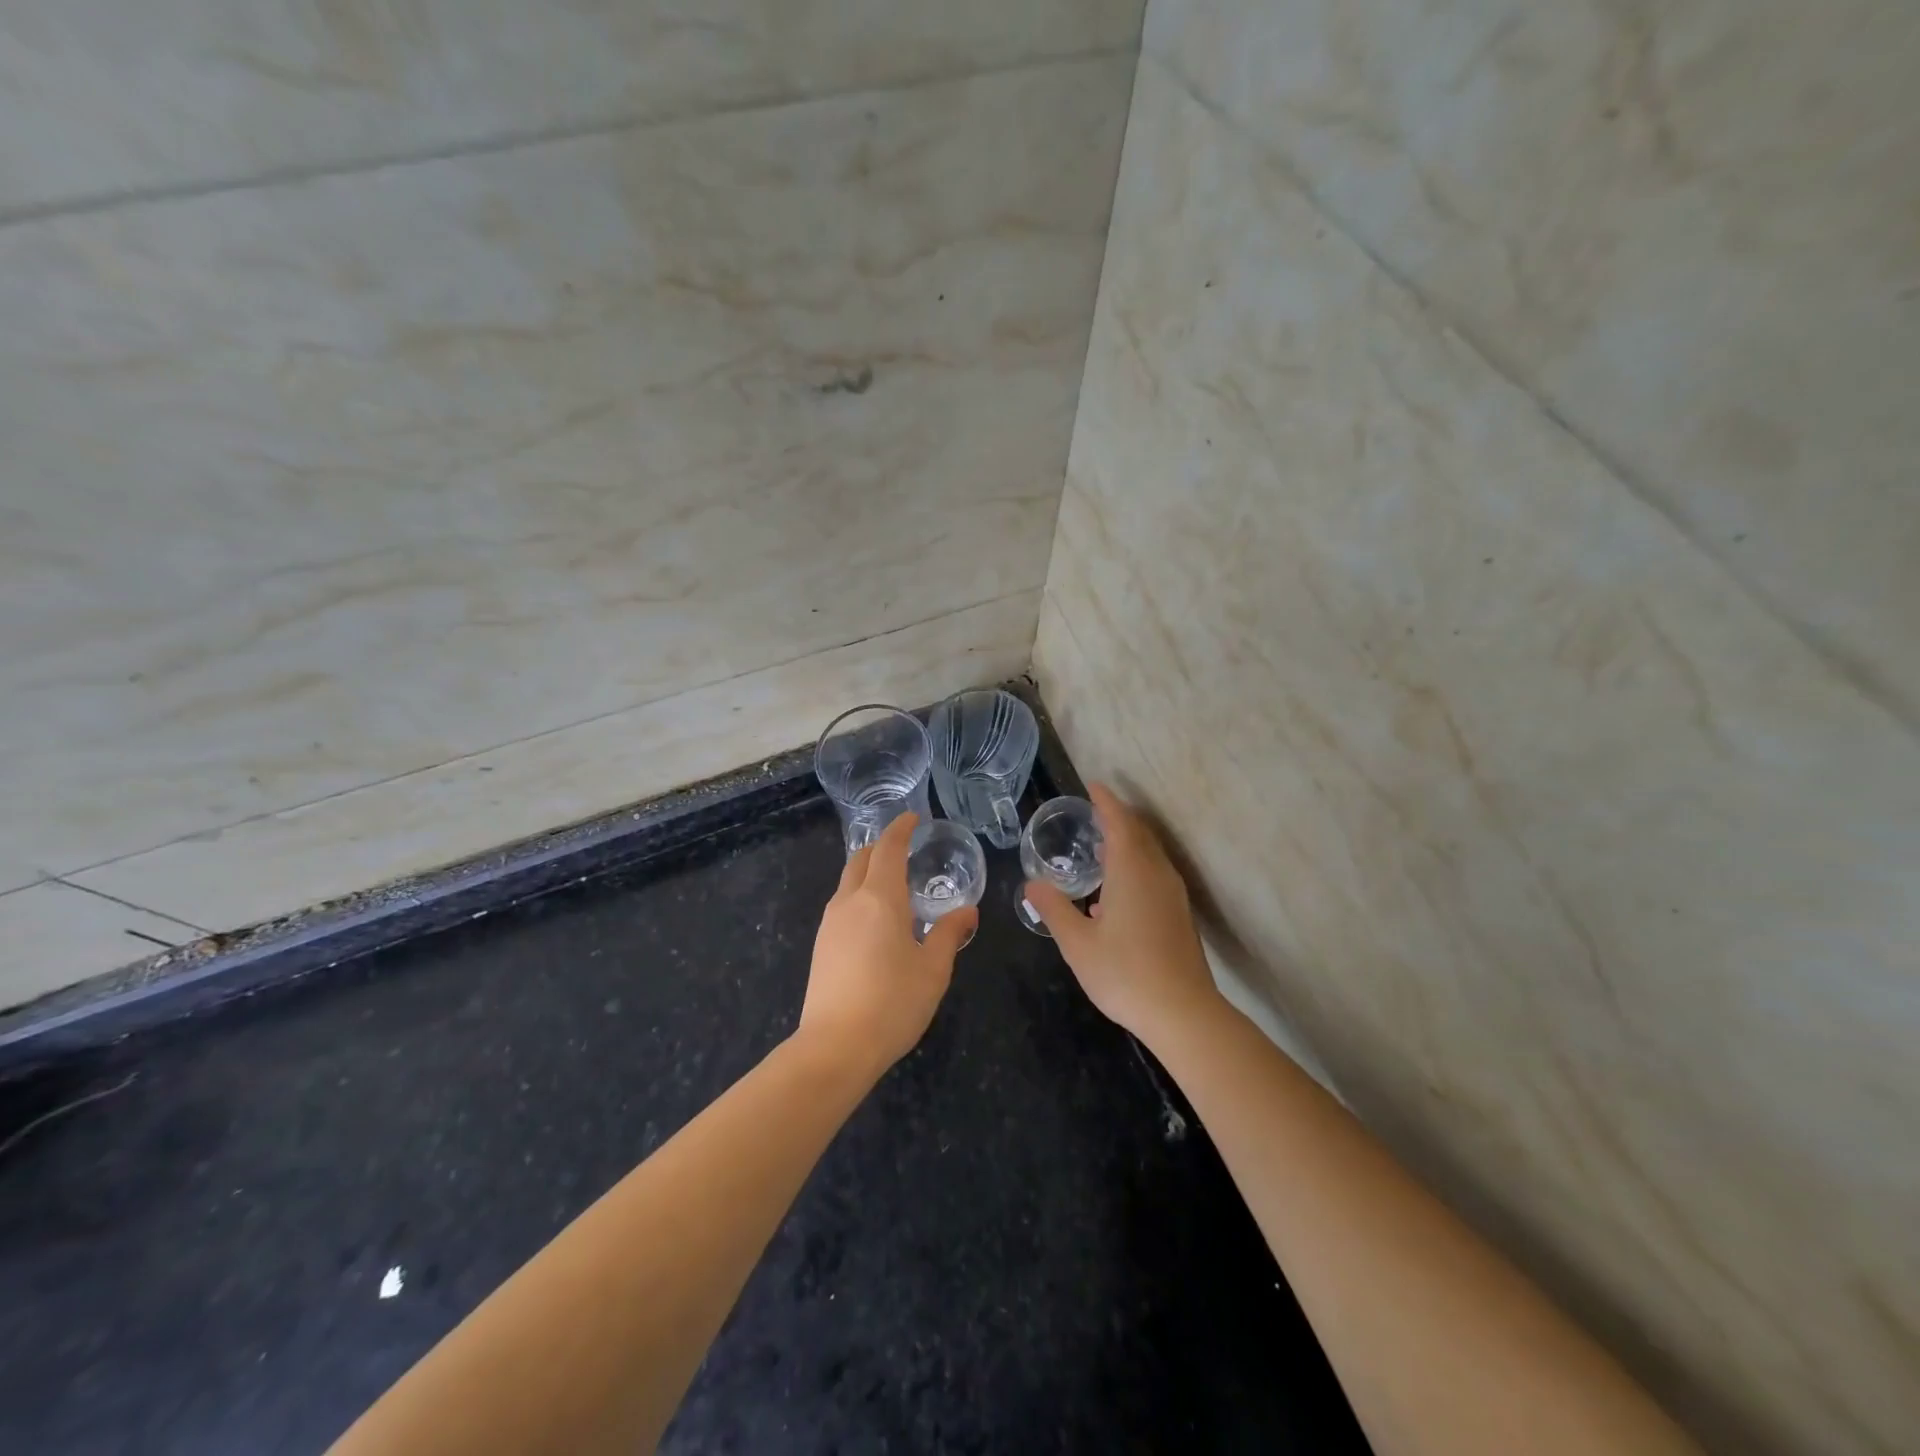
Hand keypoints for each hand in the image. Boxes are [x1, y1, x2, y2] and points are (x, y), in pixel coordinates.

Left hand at [798, 813, 973, 1077]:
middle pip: (861, 859)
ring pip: (848, 881)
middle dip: (882, 846)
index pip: (888, 848)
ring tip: (894, 885)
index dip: (900, 829)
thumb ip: (949, 933)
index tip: (913, 819)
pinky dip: (860, 895)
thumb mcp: (933, 969)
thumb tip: (968, 910)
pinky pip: (842, 904)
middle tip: (905, 848)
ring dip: (869, 871)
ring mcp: (830, 923)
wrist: (835, 1047)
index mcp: (880, 898)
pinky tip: (876, 920)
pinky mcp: (821, 945)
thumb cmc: (893, 1003)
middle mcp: (850, 901)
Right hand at [1024, 783, 1222, 1040]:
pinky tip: (1117, 892)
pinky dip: (1136, 865)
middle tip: (1094, 813)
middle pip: (1139, 834)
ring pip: (1150, 854)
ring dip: (1128, 842)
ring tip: (1102, 847)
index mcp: (1131, 871)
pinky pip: (1155, 874)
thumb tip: (1032, 884)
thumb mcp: (1077, 943)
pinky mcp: (1180, 915)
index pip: (1119, 822)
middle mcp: (1156, 874)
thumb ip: (1054, 909)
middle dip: (1118, 818)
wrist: (1183, 1013)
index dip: (1105, 802)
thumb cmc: (1124, 973)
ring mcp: (1173, 895)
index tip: (1092, 786)